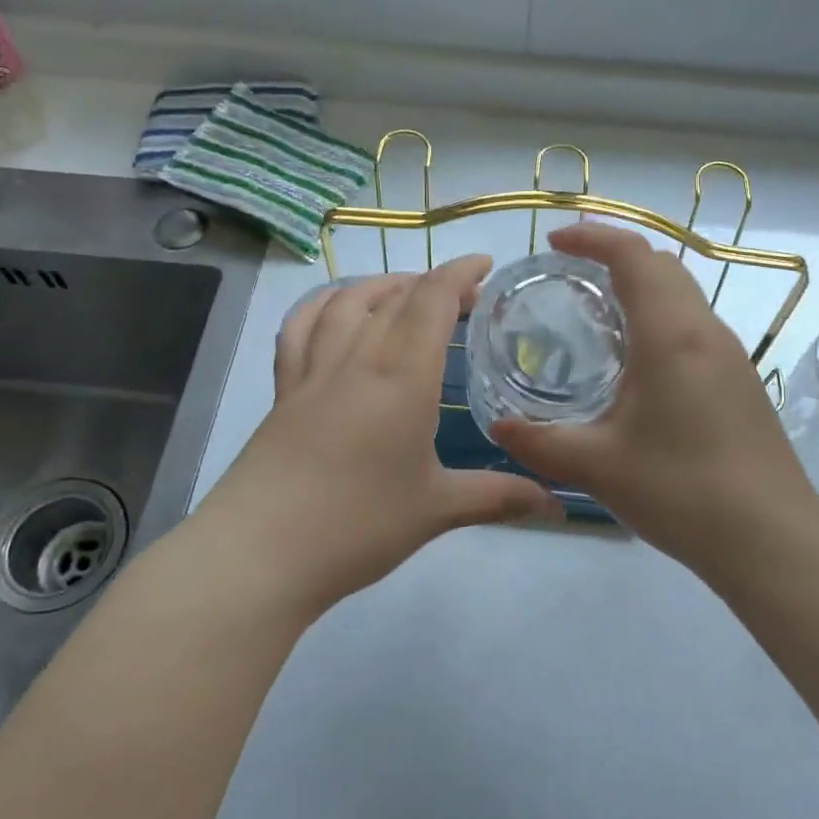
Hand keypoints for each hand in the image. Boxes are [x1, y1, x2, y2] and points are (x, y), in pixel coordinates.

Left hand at [192, 256, 562, 620]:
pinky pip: (299, 327)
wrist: (261, 551)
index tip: (486, 267)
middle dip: (434, 283)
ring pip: (347, 302)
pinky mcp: (283, 390)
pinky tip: (334, 308)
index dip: (460, 273)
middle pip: (395, 296)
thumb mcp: (437, 510)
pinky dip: (321, 305)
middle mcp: (357, 359)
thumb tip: (557, 507)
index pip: (433, 300)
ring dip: (381, 284)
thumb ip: (498, 498)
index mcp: (402, 377)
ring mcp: (313, 371)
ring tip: (405, 290)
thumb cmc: (358, 525)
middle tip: (464, 297)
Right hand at [492, 223, 818, 582]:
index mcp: (671, 335)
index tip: (554, 242)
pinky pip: (694, 326)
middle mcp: (705, 331)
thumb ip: (540, 442)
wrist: (771, 539)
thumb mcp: (597, 467)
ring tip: (597, 314)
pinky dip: (660, 318)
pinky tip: (636, 363)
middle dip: (616, 255)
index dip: (593, 237)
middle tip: (571, 273)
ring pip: (684, 295)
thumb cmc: (681, 491)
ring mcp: (730, 356)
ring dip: (642, 287)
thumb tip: (500, 427)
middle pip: (663, 265)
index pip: (634, 256)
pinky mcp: (740, 381)